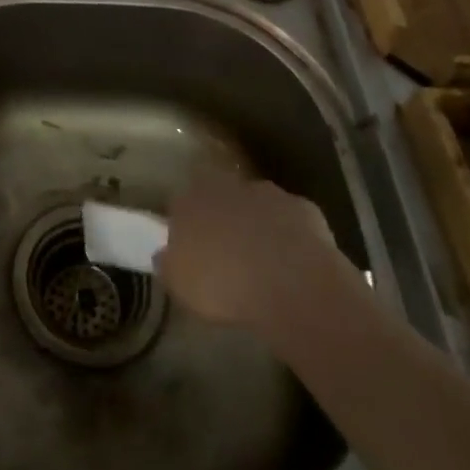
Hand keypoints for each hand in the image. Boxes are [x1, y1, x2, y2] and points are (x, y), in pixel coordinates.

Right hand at [157, 168, 363, 330]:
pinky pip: (292, 221)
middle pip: (221, 196)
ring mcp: (269, 194)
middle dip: (224, 218)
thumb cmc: (223, 283)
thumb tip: (164, 255)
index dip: (187, 222)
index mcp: (192, 198)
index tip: (191, 246)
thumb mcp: (180, 284)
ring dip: (258, 225)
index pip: (182, 200)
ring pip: (258, 205)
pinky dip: (291, 237)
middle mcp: (229, 186)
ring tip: (262, 261)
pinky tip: (294, 265)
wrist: (290, 283)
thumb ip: (168, 264)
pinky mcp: (305, 209)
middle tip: (227, 252)